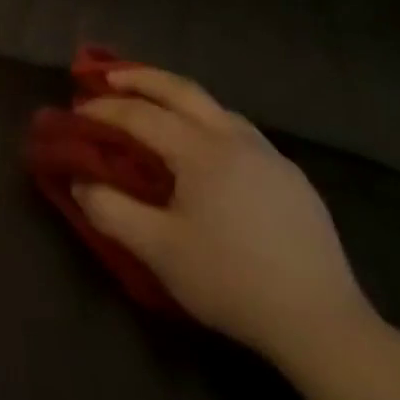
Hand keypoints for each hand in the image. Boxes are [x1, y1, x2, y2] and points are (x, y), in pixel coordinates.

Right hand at [72, 67, 375, 365]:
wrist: (322, 323)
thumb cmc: (231, 281)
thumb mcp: (158, 251)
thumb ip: (111, 211)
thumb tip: (79, 182)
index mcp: (201, 150)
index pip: (142, 114)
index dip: (105, 110)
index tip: (76, 112)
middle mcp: (235, 139)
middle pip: (182, 90)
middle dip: (142, 77)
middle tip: (109, 76)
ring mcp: (269, 156)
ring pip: (216, 107)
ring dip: (178, 97)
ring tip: (154, 105)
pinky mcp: (291, 179)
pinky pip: (239, 131)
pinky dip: (207, 121)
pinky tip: (205, 148)